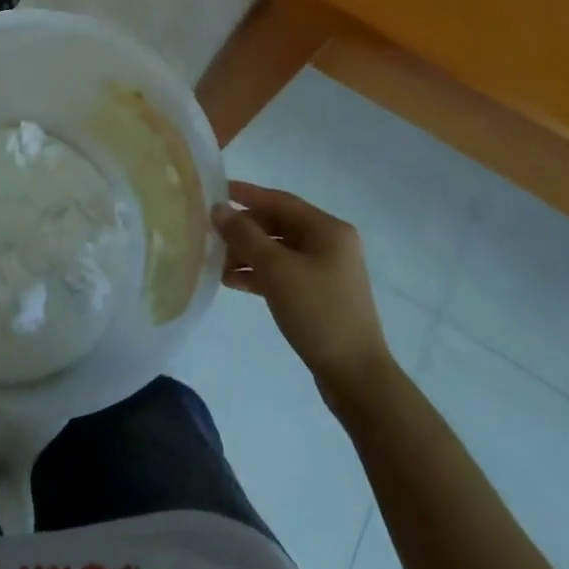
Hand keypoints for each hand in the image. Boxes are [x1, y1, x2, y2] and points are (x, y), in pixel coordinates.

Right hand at [213, 181, 388, 383]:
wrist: (356, 377)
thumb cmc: (318, 312)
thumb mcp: (277, 269)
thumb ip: (245, 235)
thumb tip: (219, 209)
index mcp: (328, 230)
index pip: (280, 201)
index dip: (247, 195)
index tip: (216, 191)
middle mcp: (330, 244)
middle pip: (278, 226)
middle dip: (244, 230)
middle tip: (212, 234)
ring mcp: (326, 271)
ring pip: (279, 251)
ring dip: (248, 254)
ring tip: (217, 263)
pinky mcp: (319, 296)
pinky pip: (283, 273)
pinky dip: (260, 274)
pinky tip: (233, 282)